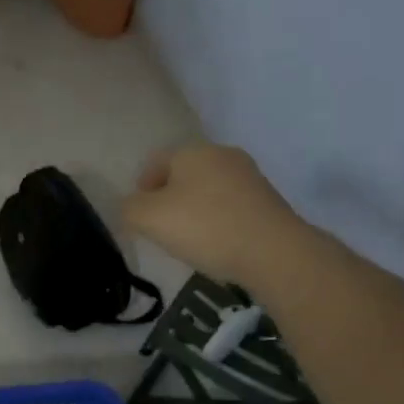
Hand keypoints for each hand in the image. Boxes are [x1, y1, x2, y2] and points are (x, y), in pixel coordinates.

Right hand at [123, 144, 305, 285]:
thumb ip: (129, 209)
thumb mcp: (149, 219)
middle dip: (169, 199)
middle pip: (184, 174)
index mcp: (192, 151)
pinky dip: (219, 221)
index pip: (156, 162)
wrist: (274, 252)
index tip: (140, 217)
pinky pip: (232, 206)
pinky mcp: (269, 200)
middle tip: (162, 229)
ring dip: (195, 210)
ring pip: (209, 190)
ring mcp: (250, 176)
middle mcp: (222, 155)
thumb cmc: (205, 227)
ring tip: (190, 241)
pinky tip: (218, 244)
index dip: (141, 188)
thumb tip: (131, 207)